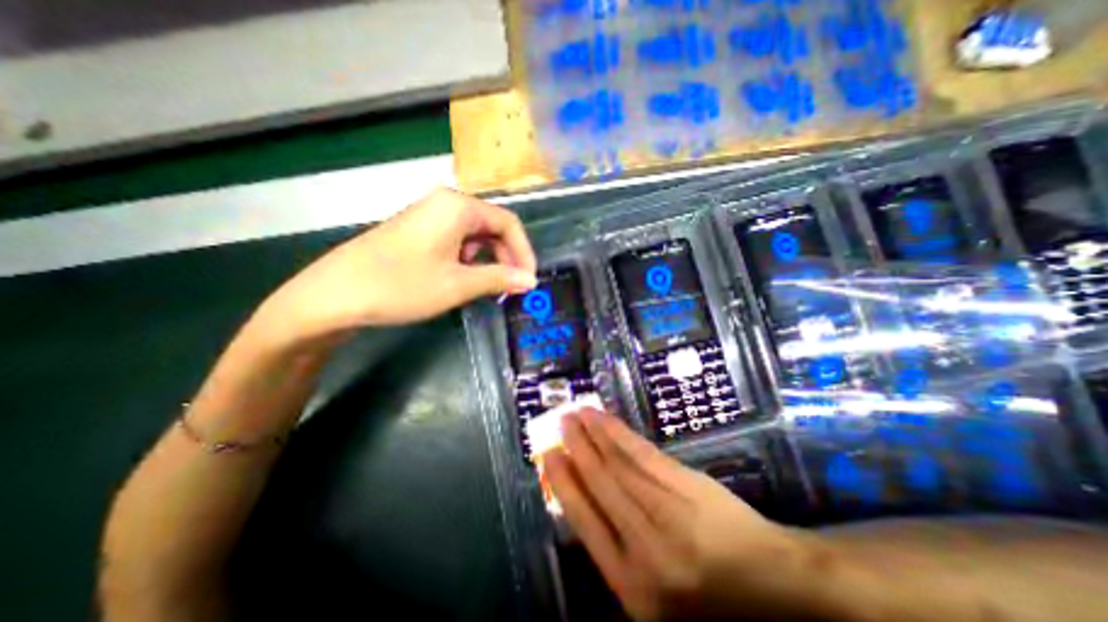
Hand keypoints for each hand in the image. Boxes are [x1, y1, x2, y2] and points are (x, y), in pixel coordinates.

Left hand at [256, 188, 542, 348]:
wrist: (334, 295)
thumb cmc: (402, 285)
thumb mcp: (458, 285)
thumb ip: (499, 279)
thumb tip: (531, 280)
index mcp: (458, 207)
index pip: (508, 223)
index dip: (524, 252)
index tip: (528, 280)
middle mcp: (446, 203)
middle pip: (492, 227)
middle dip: (507, 257)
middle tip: (511, 287)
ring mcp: (429, 216)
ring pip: (475, 235)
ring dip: (488, 260)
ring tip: (488, 287)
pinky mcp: (419, 230)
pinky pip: (456, 241)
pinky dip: (469, 260)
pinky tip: (463, 279)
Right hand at [544, 411, 811, 618]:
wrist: (774, 588)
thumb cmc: (706, 598)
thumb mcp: (651, 594)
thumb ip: (615, 551)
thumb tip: (582, 500)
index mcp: (630, 583)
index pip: (584, 520)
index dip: (564, 483)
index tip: (548, 456)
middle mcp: (644, 544)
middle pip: (600, 484)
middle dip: (576, 449)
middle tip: (559, 423)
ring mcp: (668, 510)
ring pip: (619, 464)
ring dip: (594, 435)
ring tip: (576, 414)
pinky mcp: (687, 485)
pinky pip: (644, 454)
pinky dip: (620, 434)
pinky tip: (605, 420)